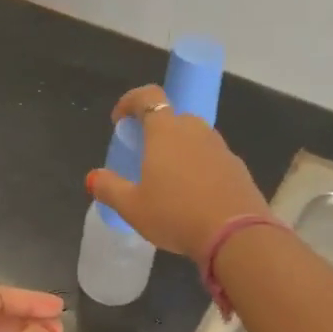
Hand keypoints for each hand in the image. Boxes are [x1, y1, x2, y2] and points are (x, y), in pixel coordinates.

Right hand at [85, 85, 270, 256]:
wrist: (235, 235)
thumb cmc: (176, 214)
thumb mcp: (132, 207)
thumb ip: (109, 188)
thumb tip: (93, 177)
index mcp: (165, 131)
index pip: (148, 96)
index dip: (130, 102)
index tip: (119, 120)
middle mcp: (195, 130)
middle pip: (173, 118)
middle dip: (156, 131)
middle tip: (144, 157)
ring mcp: (220, 148)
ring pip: (195, 139)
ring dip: (179, 150)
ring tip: (169, 181)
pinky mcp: (238, 168)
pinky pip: (212, 159)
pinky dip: (199, 168)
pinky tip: (194, 196)